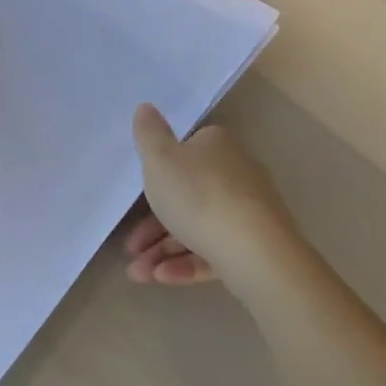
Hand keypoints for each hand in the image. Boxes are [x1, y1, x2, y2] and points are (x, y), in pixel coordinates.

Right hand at [125, 104, 300, 301]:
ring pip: (197, 228)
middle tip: (131, 247)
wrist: (254, 251)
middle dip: (153, 225)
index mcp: (217, 147)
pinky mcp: (254, 247)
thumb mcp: (160, 160)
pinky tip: (162, 278)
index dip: (159, 174)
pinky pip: (214, 252)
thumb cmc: (199, 196)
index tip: (137, 198)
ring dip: (163, 251)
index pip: (186, 152)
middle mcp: (237, 174)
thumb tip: (145, 106)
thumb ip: (149, 134)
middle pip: (188, 195)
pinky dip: (187, 264)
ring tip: (138, 273)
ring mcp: (248, 212)